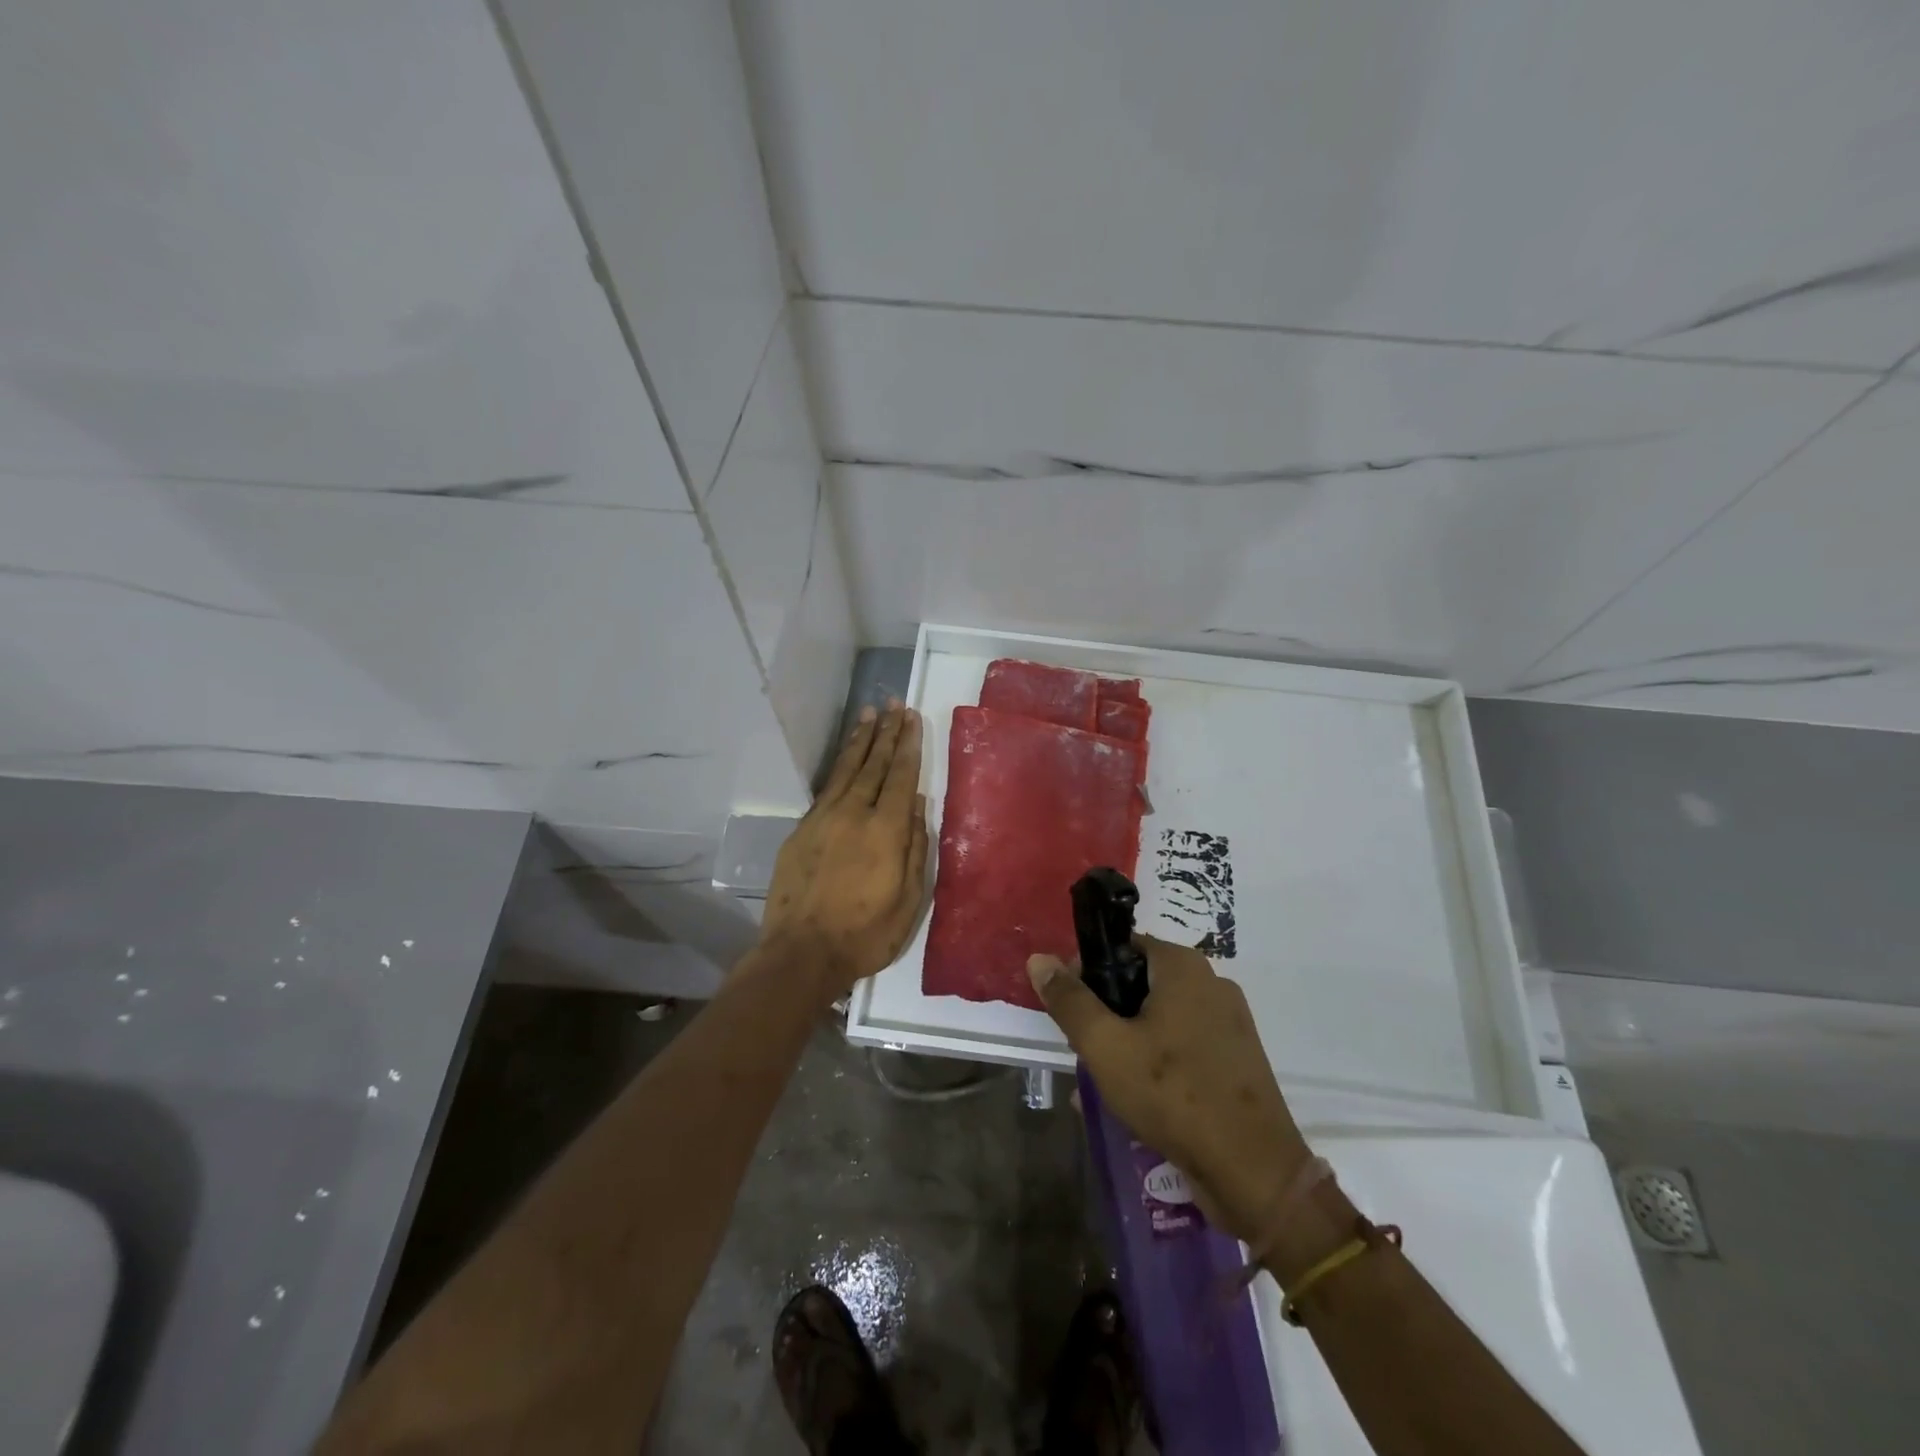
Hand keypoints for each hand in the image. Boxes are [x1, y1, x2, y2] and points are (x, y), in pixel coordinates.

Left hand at [762, 703, 929, 1002]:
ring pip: (846, 770)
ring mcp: (823, 819)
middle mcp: (853, 814)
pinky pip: (826, 789)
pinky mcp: (801, 830)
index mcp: (885, 830)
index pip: (900, 775)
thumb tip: (918, 803)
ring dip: (860, 741)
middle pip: (873, 764)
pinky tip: (845, 759)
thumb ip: (916, 847)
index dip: (907, 744)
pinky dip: (839, 767)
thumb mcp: (909, 899)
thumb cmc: (865, 934)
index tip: (911, 717)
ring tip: (869, 714)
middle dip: (886, 732)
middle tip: (894, 704)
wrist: (801, 953)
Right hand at [1028, 936, 1311, 1242]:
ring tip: (1107, 1085)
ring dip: (1129, 1044)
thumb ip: (1070, 1001)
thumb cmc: (1173, 1095)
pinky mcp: (1237, 1059)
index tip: (1073, 1015)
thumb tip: (1039, 959)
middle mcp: (1211, 983)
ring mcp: (1230, 1022)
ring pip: (1160, 1019)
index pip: (1120, 948)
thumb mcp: (1106, 1046)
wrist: (1254, 1173)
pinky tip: (1140, 1101)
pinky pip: (1184, 1047)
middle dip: (1107, 1016)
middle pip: (1139, 983)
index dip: (1087, 975)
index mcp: (1183, 966)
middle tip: (1088, 1054)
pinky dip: (1158, 1063)